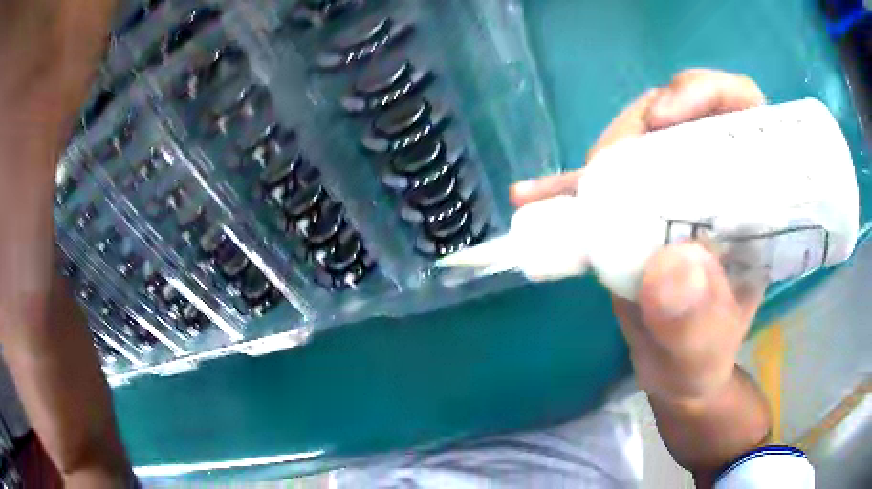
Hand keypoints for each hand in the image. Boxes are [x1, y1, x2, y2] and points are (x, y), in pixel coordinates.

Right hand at [511, 68, 766, 405]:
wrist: (673, 372)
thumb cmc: (700, 360)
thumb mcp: (704, 352)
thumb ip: (696, 323)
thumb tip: (669, 269)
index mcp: (750, 199)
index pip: (742, 111)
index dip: (705, 93)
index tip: (664, 119)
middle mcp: (716, 180)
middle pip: (679, 113)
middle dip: (640, 128)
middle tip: (605, 174)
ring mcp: (675, 188)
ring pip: (639, 137)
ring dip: (605, 158)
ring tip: (574, 199)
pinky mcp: (638, 204)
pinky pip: (605, 179)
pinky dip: (568, 185)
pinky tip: (533, 196)